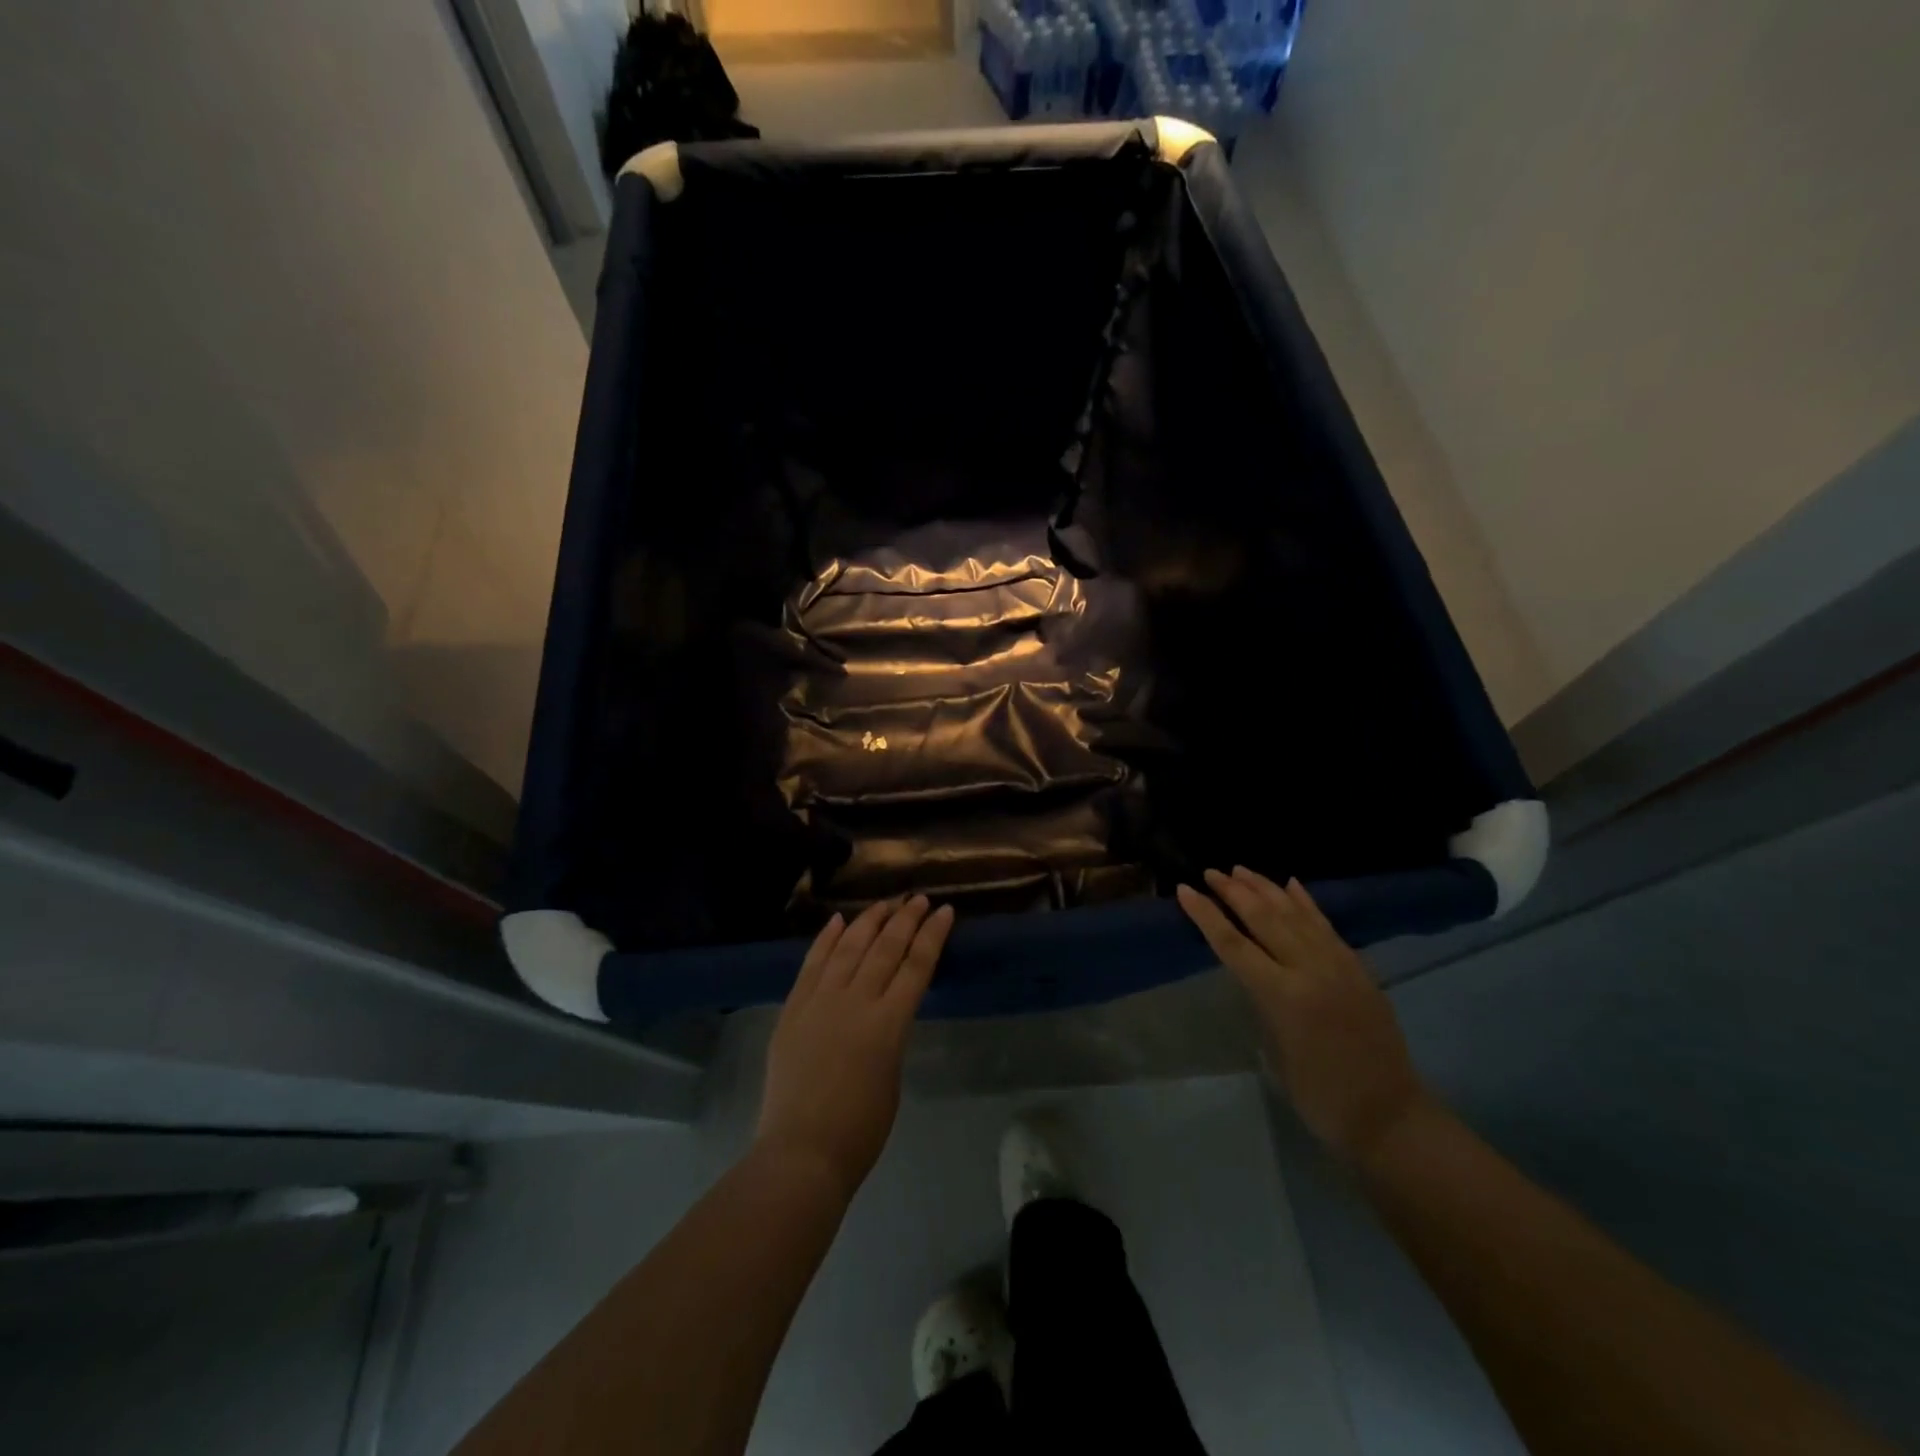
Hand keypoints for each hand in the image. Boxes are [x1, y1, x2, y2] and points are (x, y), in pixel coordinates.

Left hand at [756, 895, 954, 1201]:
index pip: (917, 966)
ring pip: (849, 947)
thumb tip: (882, 1012)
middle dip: (905, 919)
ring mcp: (821, 1002)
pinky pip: (812, 964)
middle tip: (917, 899)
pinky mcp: (793, 1009)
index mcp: (889, 1024)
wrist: (802, 1152)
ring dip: (869, 921)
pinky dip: (826, 939)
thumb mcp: (891, 1075)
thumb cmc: (860, 1129)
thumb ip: (889, 1035)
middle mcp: (856, 1002)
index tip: (943, 911)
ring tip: (884, 903)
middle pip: (885, 948)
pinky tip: (838, 921)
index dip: (932, 935)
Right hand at [1177, 868, 1429, 1163]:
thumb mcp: (1275, 1049)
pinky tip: (1291, 884)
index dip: (1206, 915)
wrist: (1389, 1115)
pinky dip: (1305, 902)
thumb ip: (1262, 1000)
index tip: (1185, 889)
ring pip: (1295, 914)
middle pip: (1264, 919)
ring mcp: (1338, 965)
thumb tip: (1253, 969)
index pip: (1233, 944)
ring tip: (1241, 869)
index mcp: (1283, 996)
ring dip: (1266, 888)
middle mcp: (1310, 970)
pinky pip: (1326, 924)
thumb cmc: (1319, 1095)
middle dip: (1234, 892)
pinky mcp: (1357, 967)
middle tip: (1211, 872)